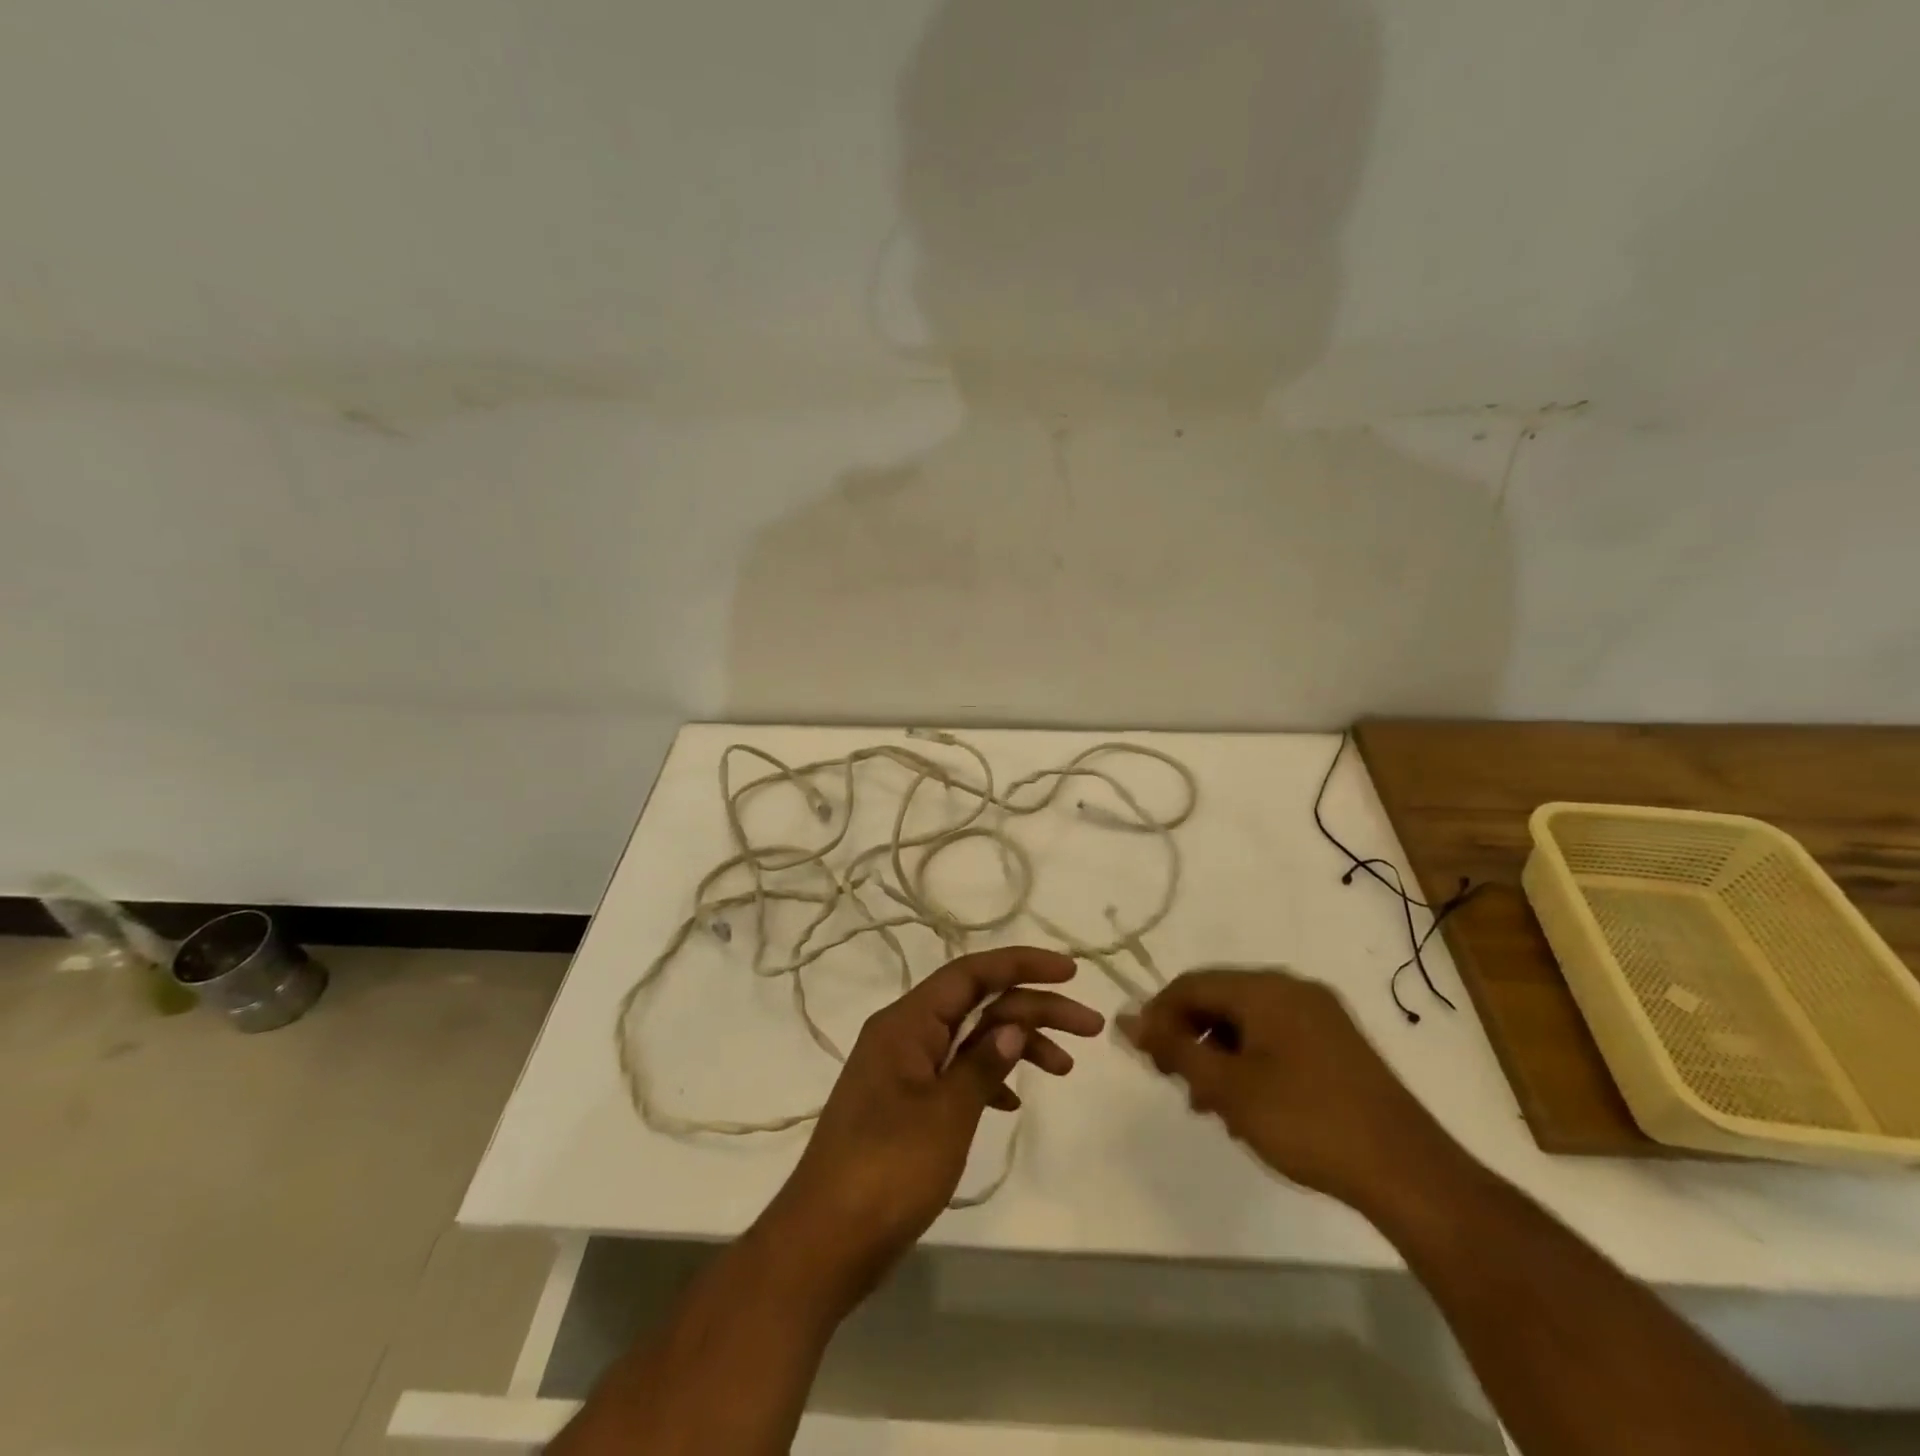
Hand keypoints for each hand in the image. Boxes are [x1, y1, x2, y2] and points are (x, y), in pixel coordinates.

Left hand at [766, 946, 1102, 1305]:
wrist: (823, 1243)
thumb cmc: (886, 1170)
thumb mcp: (945, 1115)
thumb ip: (982, 1065)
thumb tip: (1012, 1027)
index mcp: (906, 1023)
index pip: (970, 973)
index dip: (1021, 965)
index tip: (1069, 971)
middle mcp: (903, 1034)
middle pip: (977, 1003)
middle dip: (1034, 1008)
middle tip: (1088, 1026)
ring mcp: (902, 1070)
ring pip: (970, 1038)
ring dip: (1017, 1045)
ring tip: (1065, 1067)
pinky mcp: (904, 1105)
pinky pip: (955, 1073)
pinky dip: (988, 1079)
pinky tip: (1013, 1101)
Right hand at [1120, 966, 1454, 1213]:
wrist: (1407, 1172)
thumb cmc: (1306, 1122)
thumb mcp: (1228, 1088)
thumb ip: (1174, 1049)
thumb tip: (1126, 1019)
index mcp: (1265, 988)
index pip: (1191, 984)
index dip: (1158, 1015)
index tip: (1143, 1056)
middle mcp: (1292, 988)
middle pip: (1220, 1000)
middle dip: (1190, 1038)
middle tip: (1176, 1082)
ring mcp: (1320, 1015)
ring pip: (1248, 1021)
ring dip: (1219, 1054)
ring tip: (1210, 1104)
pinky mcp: (1338, 1043)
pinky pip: (1276, 1037)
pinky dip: (1251, 1061)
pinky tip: (1249, 1104)